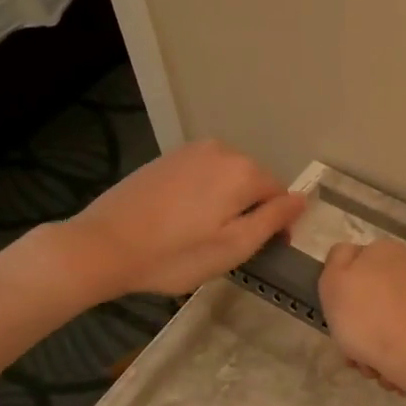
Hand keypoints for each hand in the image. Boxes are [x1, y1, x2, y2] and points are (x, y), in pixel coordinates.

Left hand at [39, 140, 306, 301]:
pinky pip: (202, 175)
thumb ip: (273, 219)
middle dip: (251, 210)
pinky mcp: (166, 158)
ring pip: (227, 178)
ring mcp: (190, 151)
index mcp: (243, 171)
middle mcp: (221, 150)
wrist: (103, 246)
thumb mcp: (234, 246)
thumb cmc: (176, 255)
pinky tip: (183, 220)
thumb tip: (302, 198)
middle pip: (254, 182)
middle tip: (229, 247)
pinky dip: (203, 195)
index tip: (262, 251)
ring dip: (227, 203)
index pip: (280, 194)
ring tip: (205, 235)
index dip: (277, 225)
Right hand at [319, 239, 405, 405]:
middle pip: (380, 303)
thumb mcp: (334, 285)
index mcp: (385, 252)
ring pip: (402, 322)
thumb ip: (337, 263)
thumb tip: (349, 257)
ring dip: (389, 349)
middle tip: (363, 361)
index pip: (355, 272)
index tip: (342, 331)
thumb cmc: (374, 324)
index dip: (343, 303)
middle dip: (368, 333)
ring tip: (387, 375)